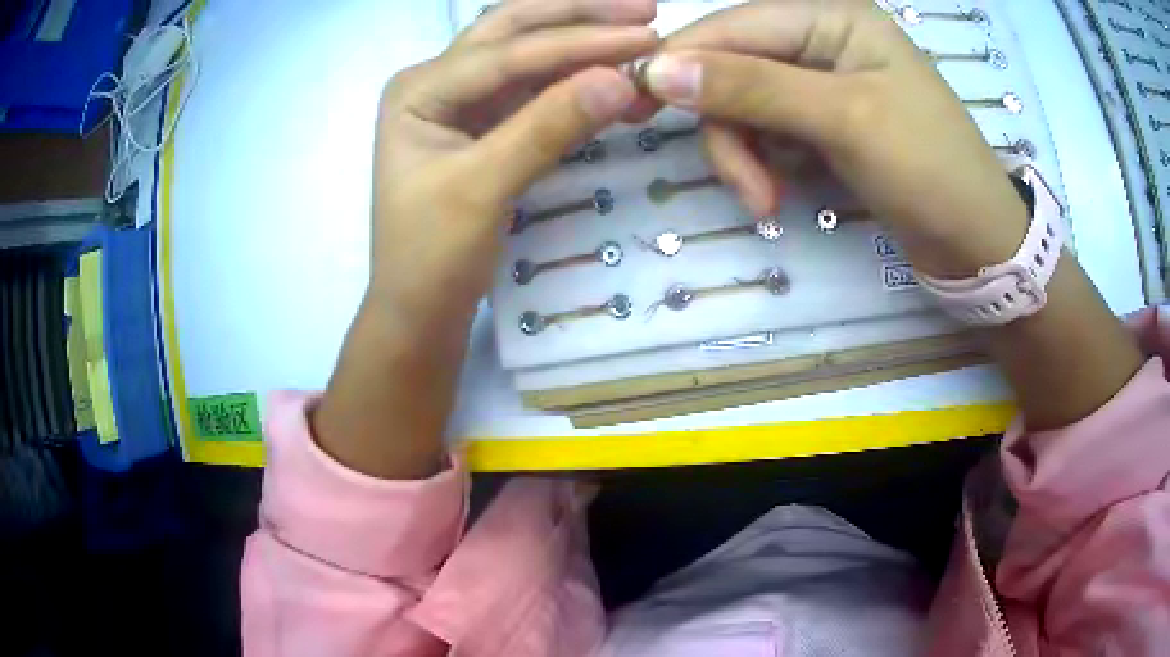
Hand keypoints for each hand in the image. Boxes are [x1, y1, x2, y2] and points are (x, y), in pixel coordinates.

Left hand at [371, 0, 657, 323]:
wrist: (418, 309)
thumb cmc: (430, 256)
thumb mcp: (482, 189)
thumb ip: (547, 128)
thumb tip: (619, 79)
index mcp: (419, 89)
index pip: (508, 52)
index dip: (579, 42)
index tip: (645, 35)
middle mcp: (437, 82)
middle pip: (513, 28)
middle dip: (578, 15)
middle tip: (645, 8)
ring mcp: (462, 102)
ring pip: (528, 53)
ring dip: (582, 41)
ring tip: (639, 32)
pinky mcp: (486, 125)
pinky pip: (536, 90)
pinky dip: (576, 80)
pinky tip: (612, 73)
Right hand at [640, 0, 1027, 277]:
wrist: (977, 242)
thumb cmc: (930, 169)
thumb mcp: (846, 119)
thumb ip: (754, 87)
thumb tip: (659, 69)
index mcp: (831, 16)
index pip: (733, 27)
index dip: (680, 61)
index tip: (632, 105)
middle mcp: (821, 39)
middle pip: (733, 67)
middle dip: (726, 126)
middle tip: (746, 187)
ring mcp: (821, 82)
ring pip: (744, 105)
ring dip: (744, 155)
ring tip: (768, 201)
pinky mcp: (823, 121)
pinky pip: (766, 131)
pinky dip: (763, 164)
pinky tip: (782, 193)